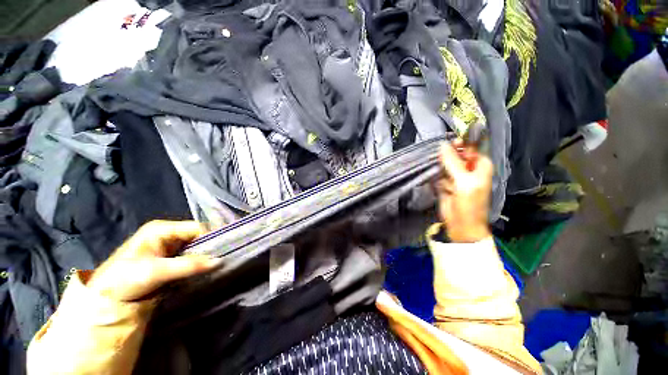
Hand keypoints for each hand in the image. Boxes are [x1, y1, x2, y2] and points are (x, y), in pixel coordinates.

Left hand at [87, 220, 219, 301]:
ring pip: (195, 248)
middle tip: (223, 257)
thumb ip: (189, 265)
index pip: (197, 228)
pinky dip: (198, 263)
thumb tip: (220, 261)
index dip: (212, 236)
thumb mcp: (155, 271)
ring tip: (218, 263)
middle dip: (209, 247)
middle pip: (197, 236)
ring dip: (204, 256)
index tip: (225, 249)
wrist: (103, 301)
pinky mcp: (168, 260)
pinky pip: (190, 258)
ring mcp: (167, 247)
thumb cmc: (124, 279)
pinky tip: (205, 269)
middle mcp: (167, 235)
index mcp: (162, 229)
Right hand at [434, 141, 492, 242]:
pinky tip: (440, 187)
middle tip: (439, 160)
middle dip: (445, 157)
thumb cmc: (470, 203)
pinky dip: (436, 178)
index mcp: (479, 164)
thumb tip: (442, 145)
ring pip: (443, 164)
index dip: (459, 142)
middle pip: (454, 154)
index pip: (470, 147)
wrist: (461, 225)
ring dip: (439, 169)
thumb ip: (452, 163)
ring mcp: (454, 176)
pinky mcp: (444, 183)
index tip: (446, 142)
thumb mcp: (464, 181)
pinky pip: (437, 175)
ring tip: (444, 181)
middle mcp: (467, 168)